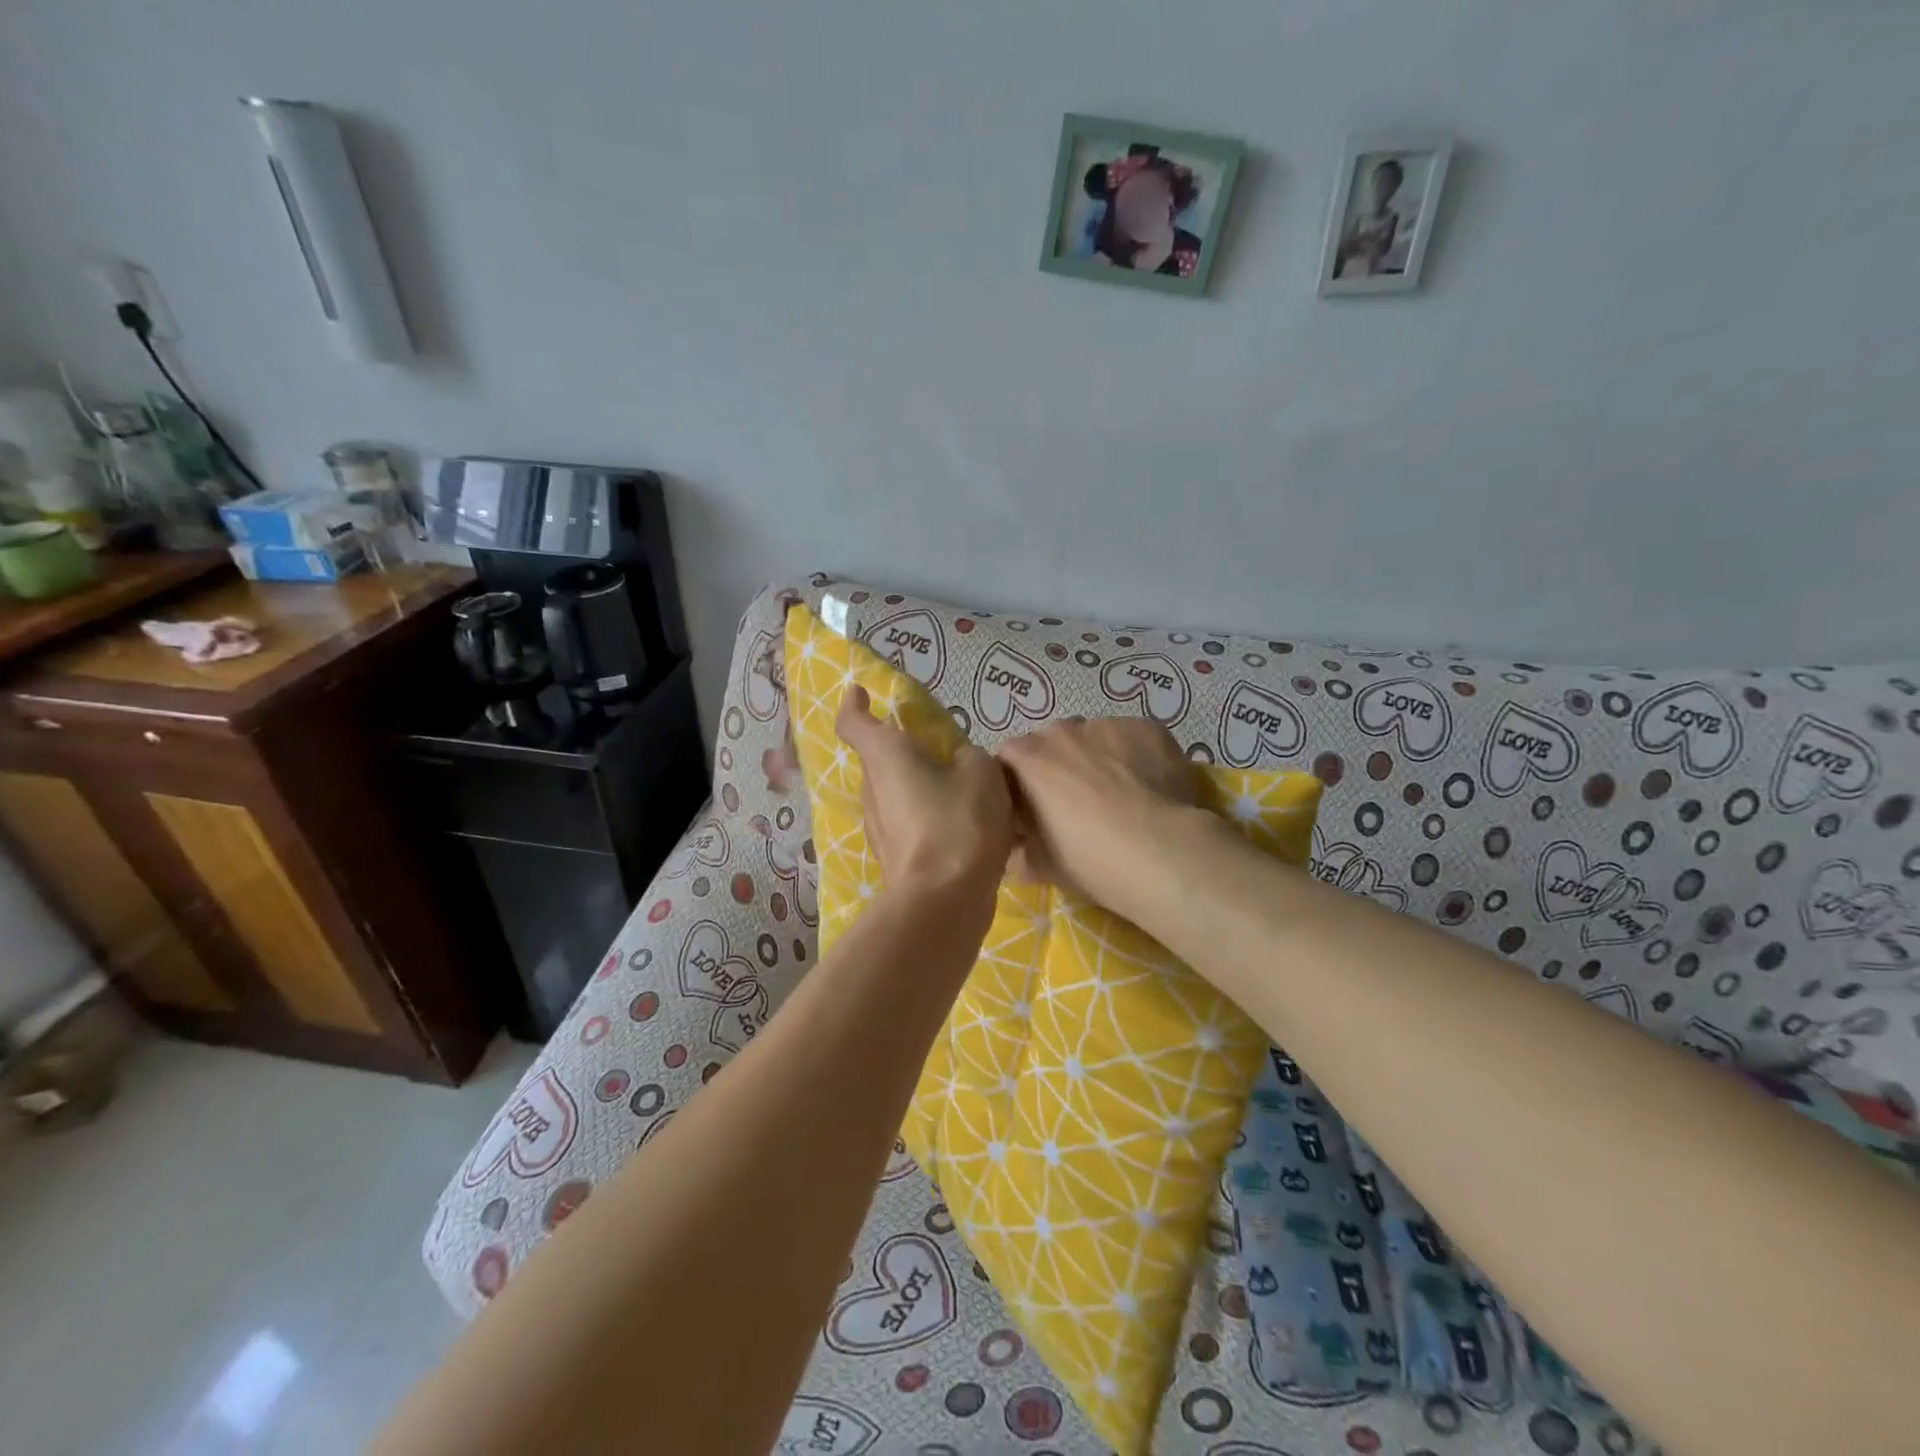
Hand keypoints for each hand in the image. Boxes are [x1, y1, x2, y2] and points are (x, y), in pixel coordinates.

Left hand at [835, 685, 1013, 894]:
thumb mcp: (982, 773)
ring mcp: (878, 827)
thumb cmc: (958, 823)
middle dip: (905, 750)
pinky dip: (928, 817)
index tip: (861, 693)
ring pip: (895, 793)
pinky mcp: (893, 856)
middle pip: (880, 760)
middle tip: (943, 750)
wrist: (944, 901)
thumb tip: (961, 762)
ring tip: (962, 792)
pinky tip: (962, 828)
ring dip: (919, 786)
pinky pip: (908, 823)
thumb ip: (970, 757)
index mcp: (886, 756)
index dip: (855, 704)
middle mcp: (872, 789)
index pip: (854, 722)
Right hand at [998, 716, 1203, 915]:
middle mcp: (1064, 731)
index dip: (1018, 781)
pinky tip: (1148, 786)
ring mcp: (1107, 725)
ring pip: (1094, 736)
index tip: (1030, 807)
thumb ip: (1021, 852)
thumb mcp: (1042, 865)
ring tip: (1119, 793)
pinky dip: (1133, 755)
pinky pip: (1131, 737)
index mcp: (1030, 759)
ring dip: (1097, 757)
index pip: (1009, 757)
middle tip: (1076, 802)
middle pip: (1052, 741)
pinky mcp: (1147, 727)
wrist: (1162, 852)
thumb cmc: (1091, 859)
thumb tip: (1016, 853)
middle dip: (1058, 765)